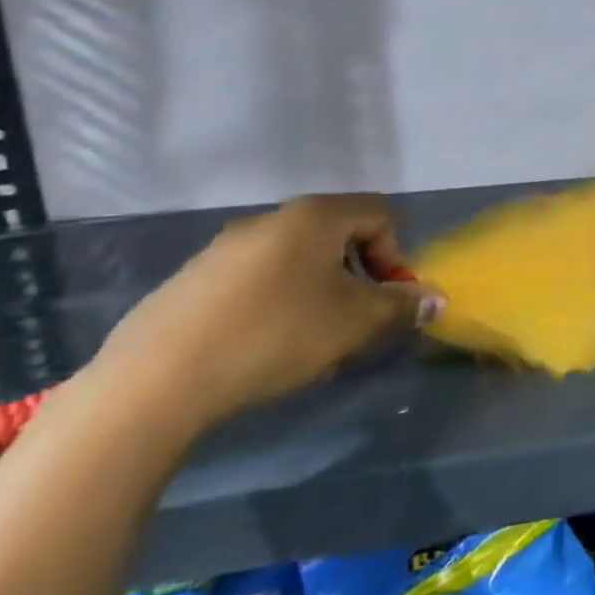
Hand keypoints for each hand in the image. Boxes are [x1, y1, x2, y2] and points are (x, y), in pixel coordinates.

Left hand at [87, 194, 444, 440]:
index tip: (388, 300)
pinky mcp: (192, 282)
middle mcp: (269, 220)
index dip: (397, 255)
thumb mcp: (356, 322)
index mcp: (314, 216)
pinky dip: (278, 305)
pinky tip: (266, 349)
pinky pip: (257, 281)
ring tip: (313, 343)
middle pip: (338, 236)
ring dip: (321, 294)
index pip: (380, 214)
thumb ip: (402, 306)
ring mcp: (224, 249)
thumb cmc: (277, 334)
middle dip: (359, 278)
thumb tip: (436, 300)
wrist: (158, 380)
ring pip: (297, 262)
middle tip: (357, 324)